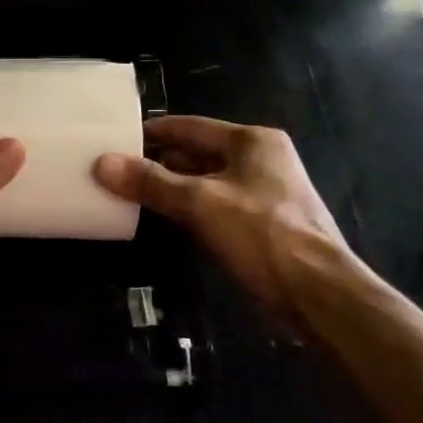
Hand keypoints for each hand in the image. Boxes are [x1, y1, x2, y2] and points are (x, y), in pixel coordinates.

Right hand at [94, 116, 353, 317]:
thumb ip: (151, 182)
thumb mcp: (200, 203)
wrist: (321, 295)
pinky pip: (218, 206)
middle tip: (117, 169)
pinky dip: (191, 209)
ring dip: (174, 187)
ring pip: (207, 182)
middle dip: (160, 162)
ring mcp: (267, 193)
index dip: (152, 132)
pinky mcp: (266, 225)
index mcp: (252, 141)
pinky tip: (167, 220)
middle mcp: (262, 159)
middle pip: (199, 153)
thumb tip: (101, 164)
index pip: (190, 127)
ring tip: (132, 193)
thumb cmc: (262, 235)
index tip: (116, 139)